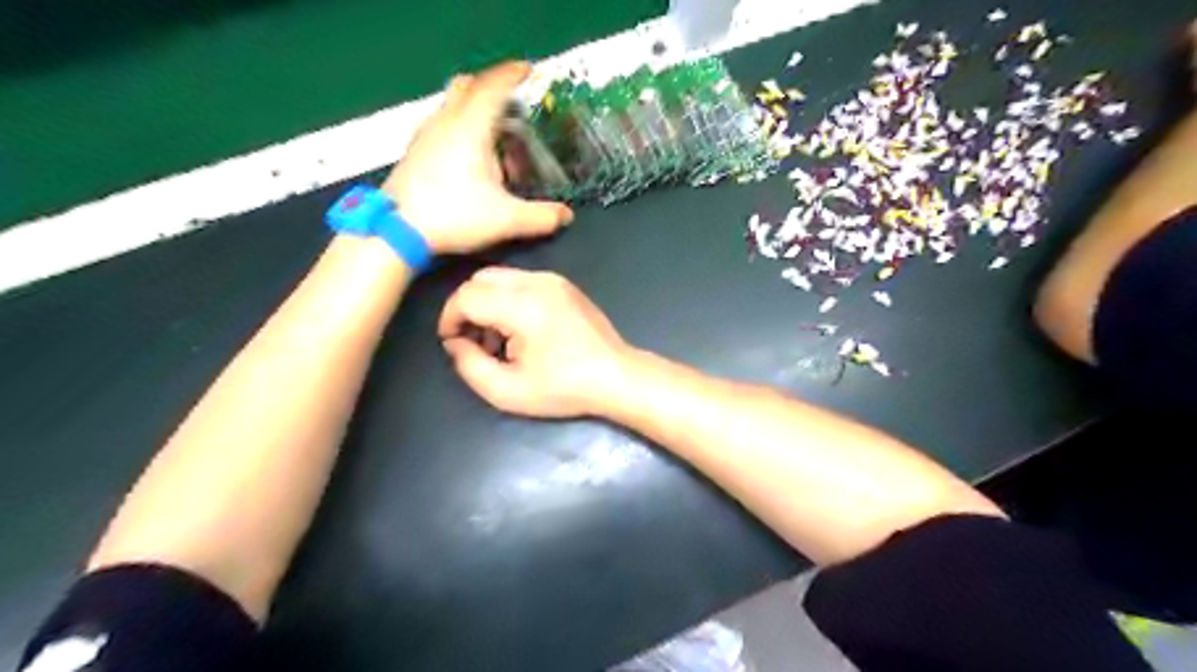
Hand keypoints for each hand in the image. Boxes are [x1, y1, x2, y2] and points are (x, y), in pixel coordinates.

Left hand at [382, 60, 572, 253]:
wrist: (397, 231)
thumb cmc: (454, 216)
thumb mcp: (506, 220)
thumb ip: (541, 217)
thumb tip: (567, 215)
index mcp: (470, 127)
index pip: (493, 86)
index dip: (513, 74)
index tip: (530, 70)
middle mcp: (446, 121)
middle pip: (468, 85)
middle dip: (492, 88)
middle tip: (514, 106)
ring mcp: (426, 134)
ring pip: (453, 104)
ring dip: (476, 111)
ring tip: (496, 140)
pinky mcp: (415, 150)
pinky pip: (443, 123)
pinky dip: (461, 127)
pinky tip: (470, 159)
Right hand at [435, 265, 629, 415]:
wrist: (616, 376)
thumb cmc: (564, 388)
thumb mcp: (508, 391)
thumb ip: (469, 366)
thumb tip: (455, 343)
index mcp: (522, 305)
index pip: (466, 296)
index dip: (449, 319)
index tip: (453, 344)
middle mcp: (536, 282)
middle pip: (480, 279)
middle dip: (466, 308)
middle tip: (474, 342)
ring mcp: (553, 280)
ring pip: (500, 277)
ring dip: (487, 303)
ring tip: (498, 341)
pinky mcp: (564, 285)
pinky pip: (521, 281)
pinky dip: (508, 299)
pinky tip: (520, 331)